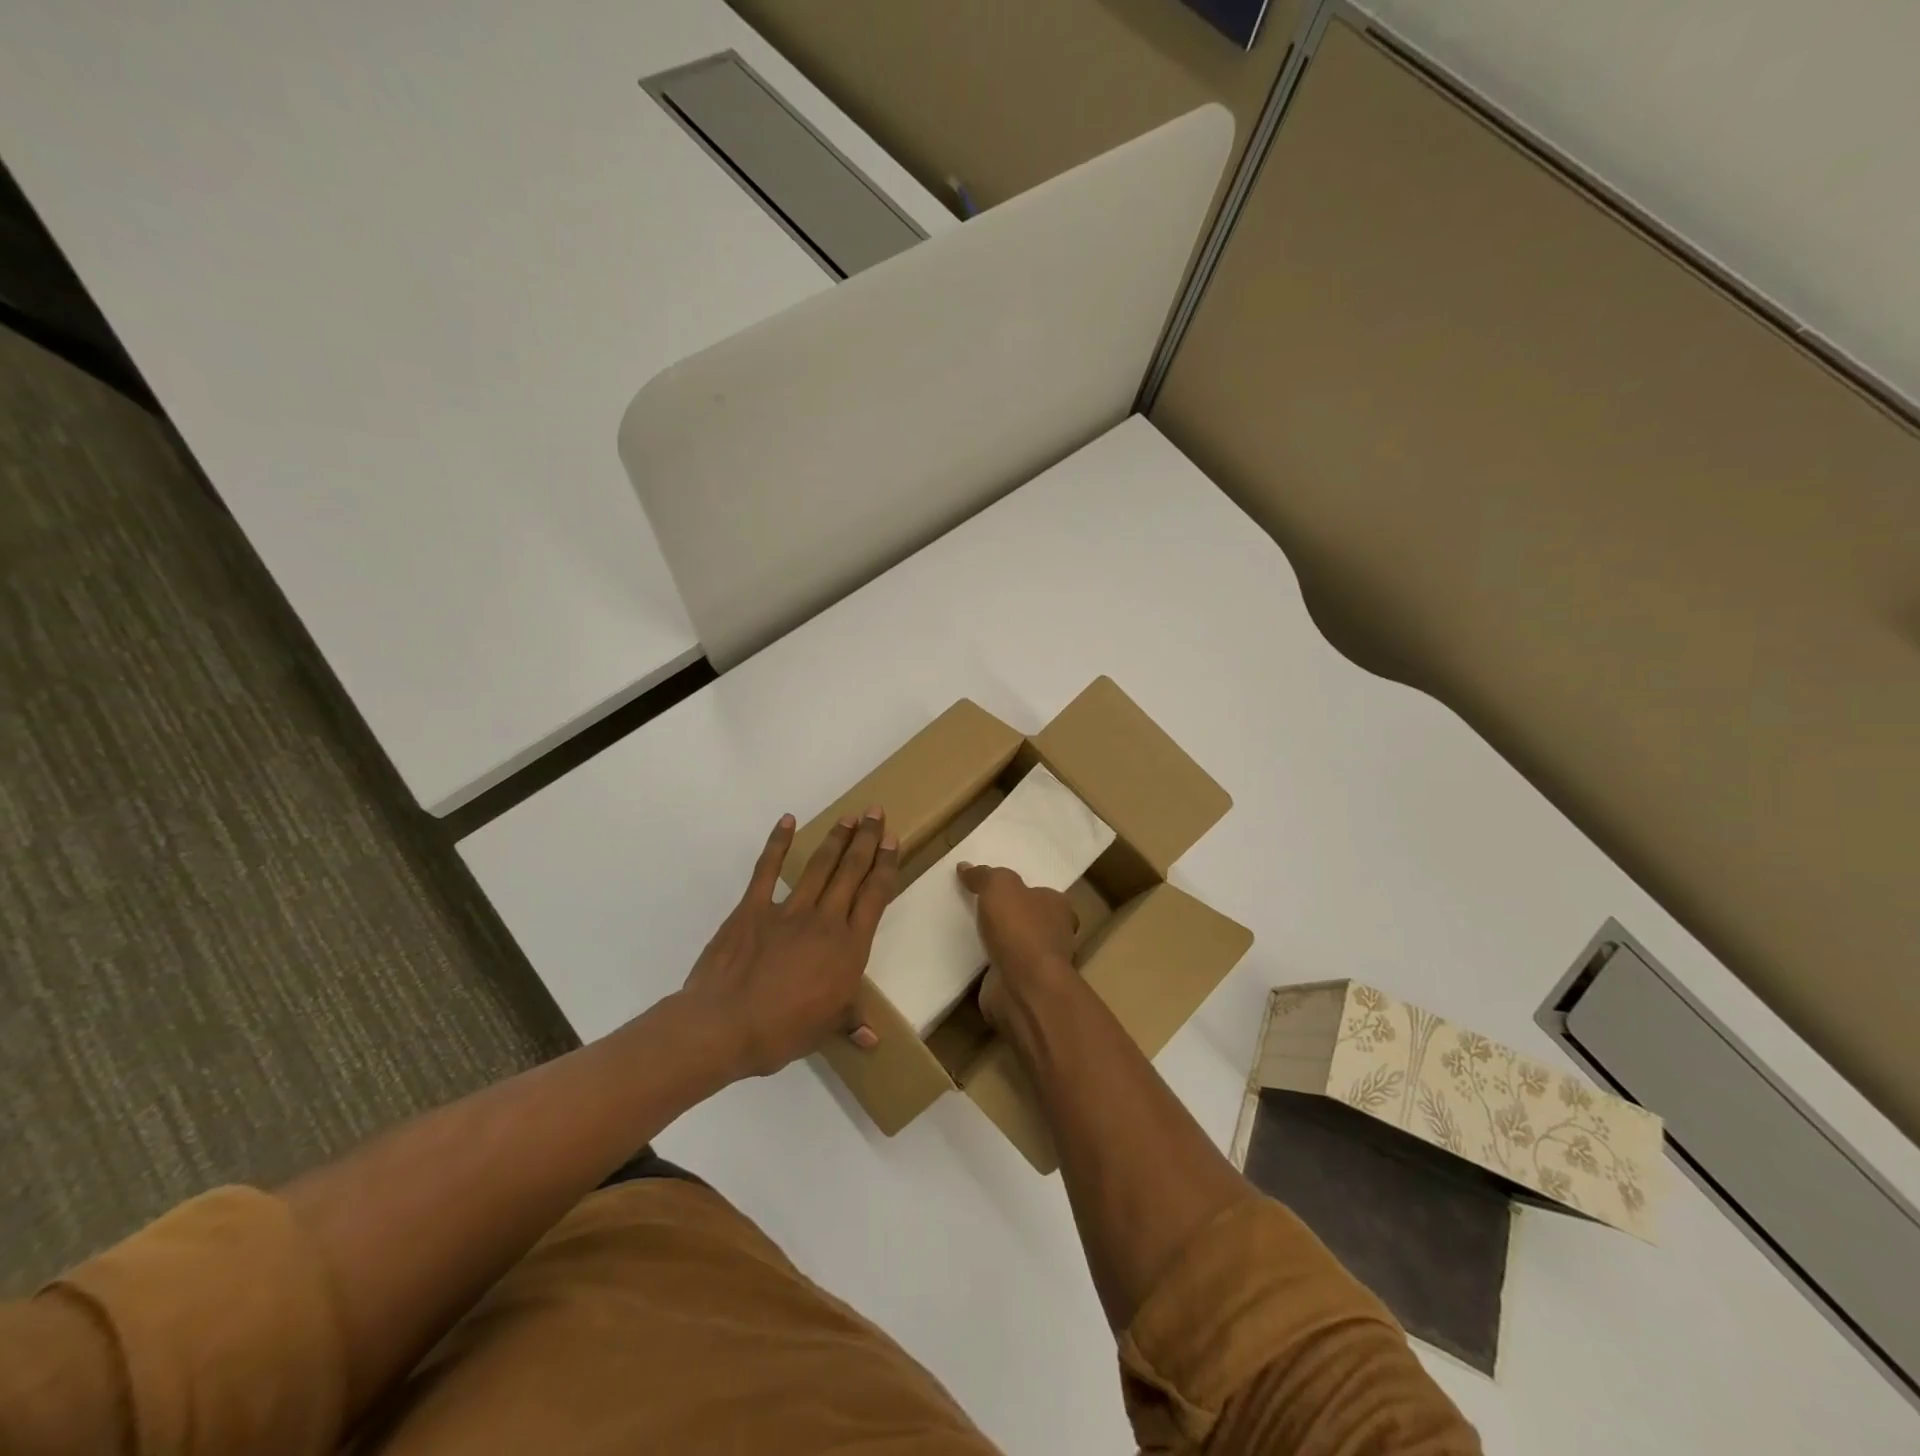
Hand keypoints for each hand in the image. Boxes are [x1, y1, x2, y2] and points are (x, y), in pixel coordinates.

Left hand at [682, 809, 898, 1079]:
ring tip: (848, 816)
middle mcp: (825, 920)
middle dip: (866, 839)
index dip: (885, 866)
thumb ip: (849, 1023)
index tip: (893, 841)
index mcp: (848, 948)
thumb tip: (872, 1039)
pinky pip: (768, 869)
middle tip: (876, 812)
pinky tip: (787, 821)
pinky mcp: (753, 907)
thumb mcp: (824, 1030)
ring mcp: (788, 910)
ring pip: (819, 865)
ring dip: (835, 838)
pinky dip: (777, 843)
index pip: (874, 896)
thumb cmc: (781, 1032)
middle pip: (851, 871)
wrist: (725, 1026)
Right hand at [956, 862, 1078, 1033]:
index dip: (1024, 892)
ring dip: (999, 944)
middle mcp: (1056, 934)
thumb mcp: (999, 886)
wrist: (1024, 986)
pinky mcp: (1023, 987)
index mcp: (1058, 906)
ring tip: (970, 934)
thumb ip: (984, 876)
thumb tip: (965, 867)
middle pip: (1032, 921)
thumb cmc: (1019, 928)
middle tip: (981, 911)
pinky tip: (970, 961)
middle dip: (1012, 918)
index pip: (1043, 894)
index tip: (1000, 892)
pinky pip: (1003, 970)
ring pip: (1018, 947)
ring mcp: (1041, 964)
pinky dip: (990, 967)